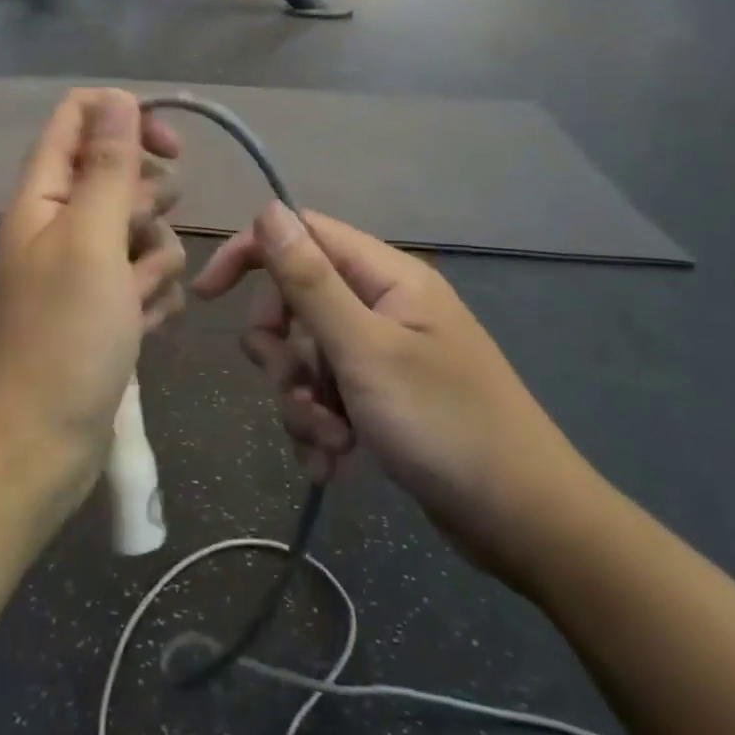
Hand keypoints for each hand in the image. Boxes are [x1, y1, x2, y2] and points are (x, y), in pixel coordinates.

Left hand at [0, 90, 185, 498]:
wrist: (37, 446)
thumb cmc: (62, 338)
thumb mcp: (91, 241)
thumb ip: (108, 167)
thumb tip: (118, 98)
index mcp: (42, 195)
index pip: (79, 119)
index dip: (126, 120)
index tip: (171, 151)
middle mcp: (60, 224)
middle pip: (121, 177)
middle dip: (148, 206)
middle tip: (136, 243)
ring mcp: (83, 270)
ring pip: (143, 231)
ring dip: (155, 261)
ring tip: (137, 302)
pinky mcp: (104, 310)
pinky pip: (145, 279)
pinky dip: (151, 298)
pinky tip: (143, 329)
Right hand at [192, 203, 603, 587]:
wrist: (526, 525)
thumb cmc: (446, 426)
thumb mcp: (365, 350)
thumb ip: (310, 280)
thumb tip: (268, 210)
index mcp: (386, 277)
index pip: (302, 235)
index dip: (251, 255)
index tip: (208, 297)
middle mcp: (383, 305)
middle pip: (296, 301)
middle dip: (281, 351)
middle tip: (295, 389)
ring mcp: (383, 353)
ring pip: (305, 357)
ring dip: (300, 401)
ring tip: (329, 443)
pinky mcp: (382, 398)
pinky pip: (326, 396)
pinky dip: (320, 427)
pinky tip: (335, 464)